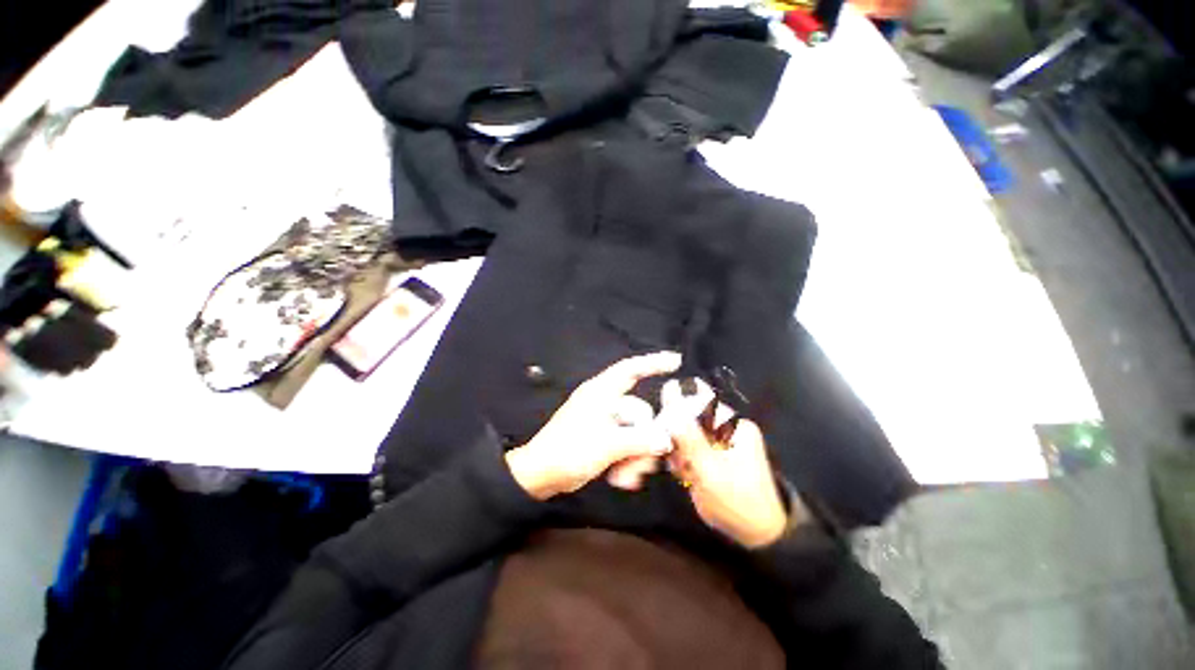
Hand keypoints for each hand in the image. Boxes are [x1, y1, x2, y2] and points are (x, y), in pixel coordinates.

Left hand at [505, 352, 681, 499]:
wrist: (539, 475)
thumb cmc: (569, 451)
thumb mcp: (607, 445)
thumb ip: (640, 440)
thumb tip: (666, 439)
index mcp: (601, 392)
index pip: (630, 370)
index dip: (653, 362)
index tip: (676, 361)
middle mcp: (604, 403)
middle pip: (639, 413)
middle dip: (644, 440)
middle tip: (643, 466)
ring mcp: (604, 422)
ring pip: (634, 432)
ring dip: (636, 456)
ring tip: (627, 478)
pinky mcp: (603, 438)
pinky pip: (626, 443)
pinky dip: (627, 460)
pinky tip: (622, 479)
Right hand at [660, 379, 790, 547]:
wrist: (756, 535)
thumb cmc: (736, 501)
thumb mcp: (709, 468)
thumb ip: (687, 433)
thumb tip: (670, 395)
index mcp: (733, 424)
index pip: (697, 402)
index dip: (676, 411)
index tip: (665, 431)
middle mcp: (727, 428)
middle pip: (689, 418)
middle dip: (678, 437)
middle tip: (679, 460)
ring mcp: (719, 442)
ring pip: (686, 434)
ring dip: (679, 451)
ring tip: (685, 471)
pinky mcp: (712, 455)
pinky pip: (689, 447)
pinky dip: (683, 459)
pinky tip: (686, 474)